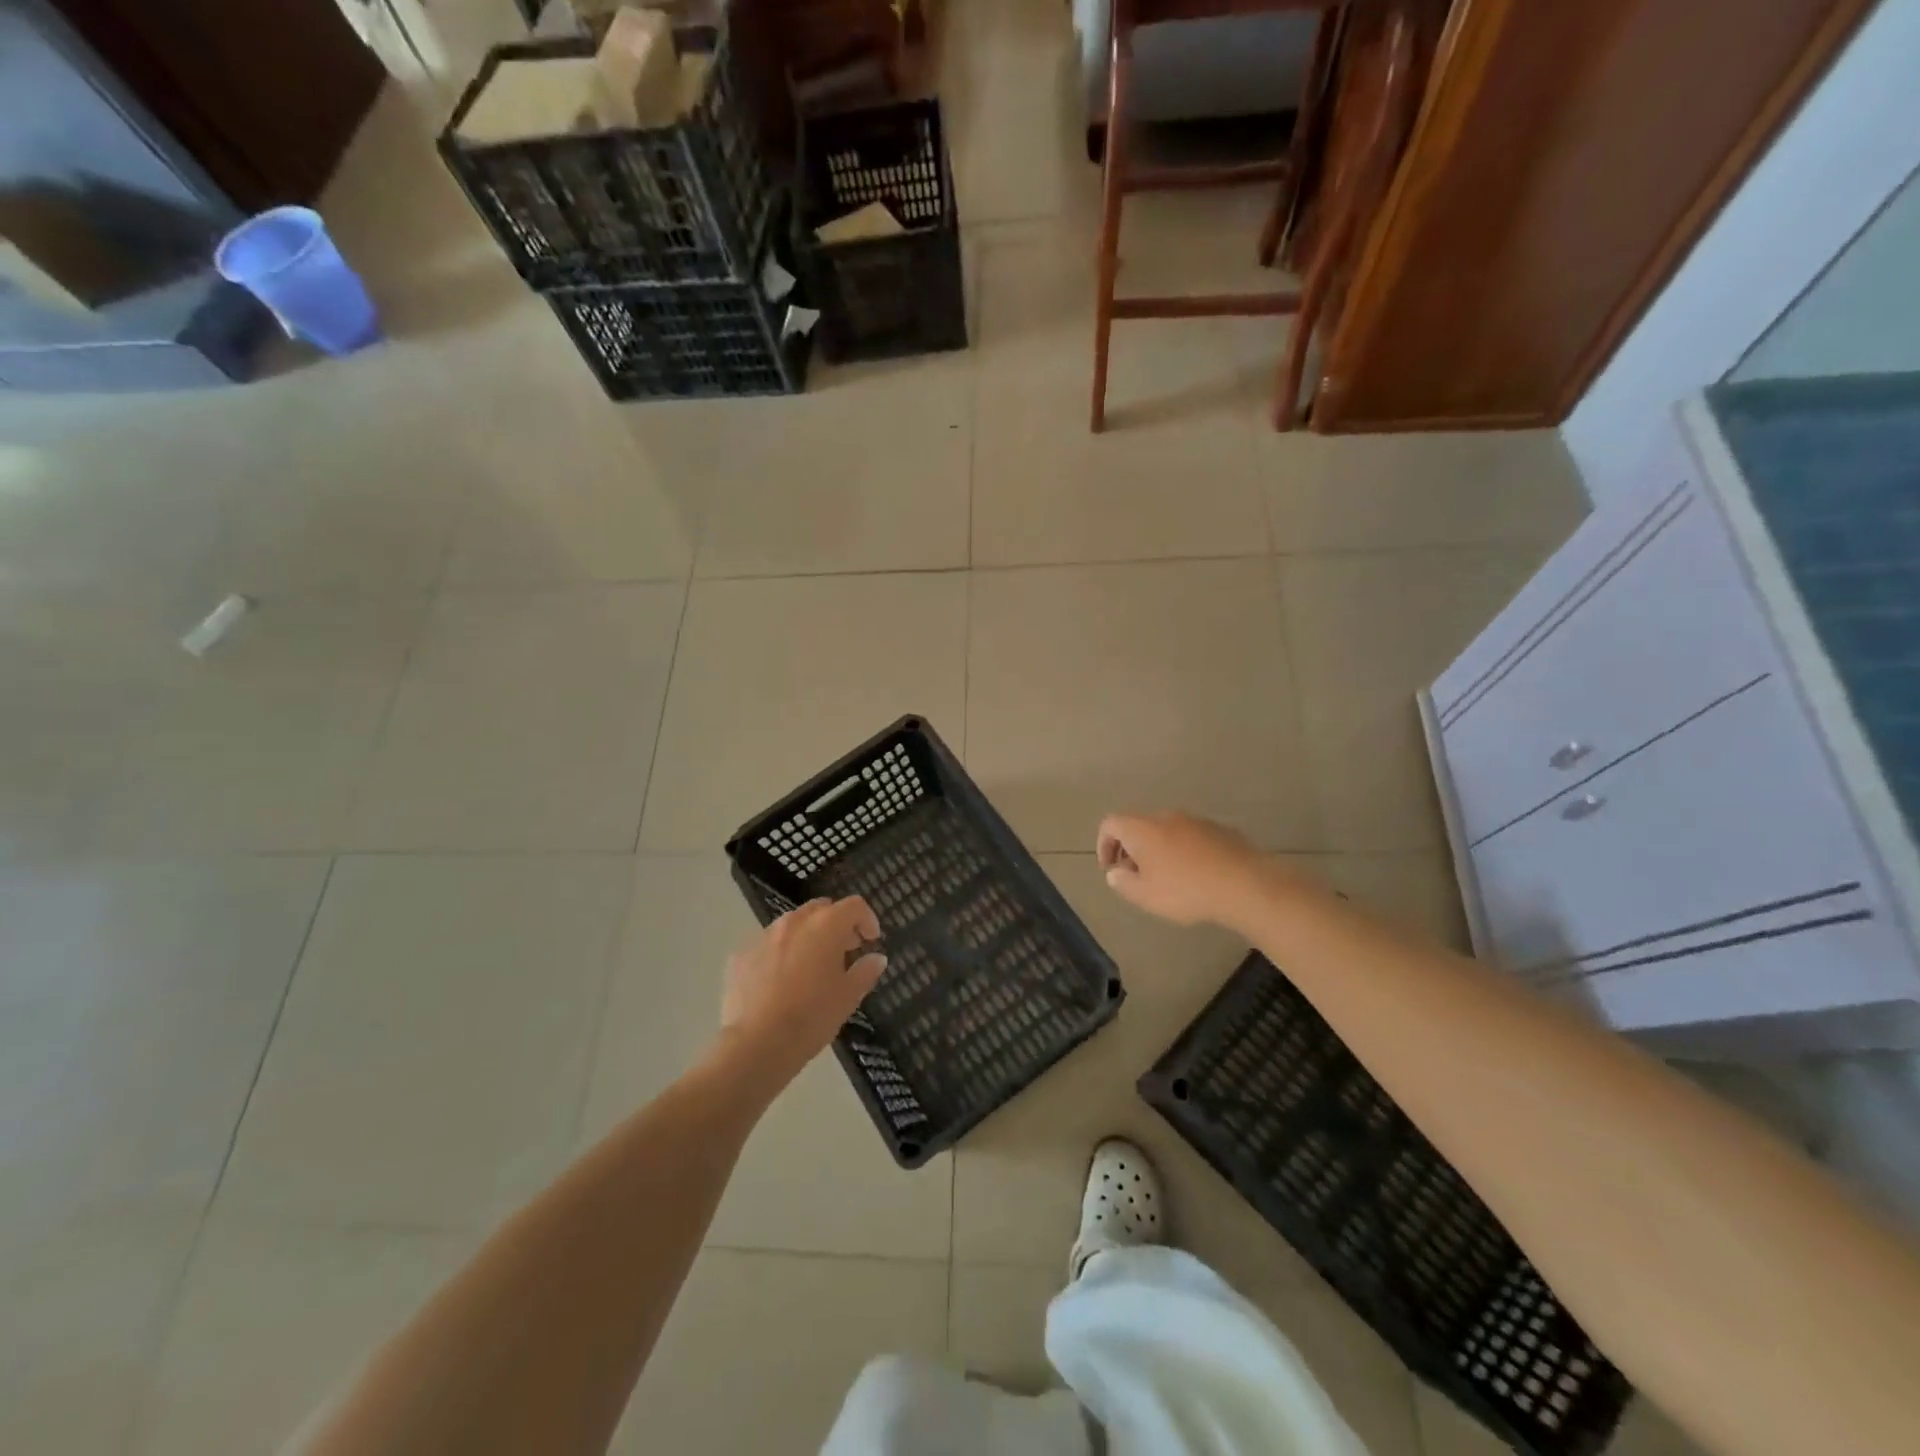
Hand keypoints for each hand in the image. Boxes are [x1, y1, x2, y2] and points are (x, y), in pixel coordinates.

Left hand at [721, 897, 886, 1081]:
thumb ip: (866, 971)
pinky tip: (781, 982)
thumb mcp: (849, 996)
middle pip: (822, 909)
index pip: (854, 906)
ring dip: (807, 937)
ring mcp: (764, 935)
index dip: (867, 919)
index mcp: (826, 925)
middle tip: (844, 951)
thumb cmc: (812, 1016)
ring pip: (792, 925)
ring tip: (811, 967)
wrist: (756, 1043)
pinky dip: (781, 953)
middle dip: (836, 924)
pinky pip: (768, 944)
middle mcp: (794, 921)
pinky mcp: (741, 954)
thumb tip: (877, 958)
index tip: (870, 941)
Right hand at [1097, 811, 1274, 927]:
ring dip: (1158, 848)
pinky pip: (1189, 835)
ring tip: (1166, 877)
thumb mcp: (1146, 896)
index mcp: (1142, 829)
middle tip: (1136, 875)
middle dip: (1131, 848)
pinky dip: (1182, 849)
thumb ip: (1123, 882)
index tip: (1110, 868)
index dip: (1104, 844)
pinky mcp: (1218, 828)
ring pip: (1165, 829)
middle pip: (1138, 825)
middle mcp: (1165, 816)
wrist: (1244, 884)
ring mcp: (1194, 820)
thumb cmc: (1186, 891)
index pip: (1110, 824)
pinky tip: (1194, 873)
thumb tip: (1114, 872)